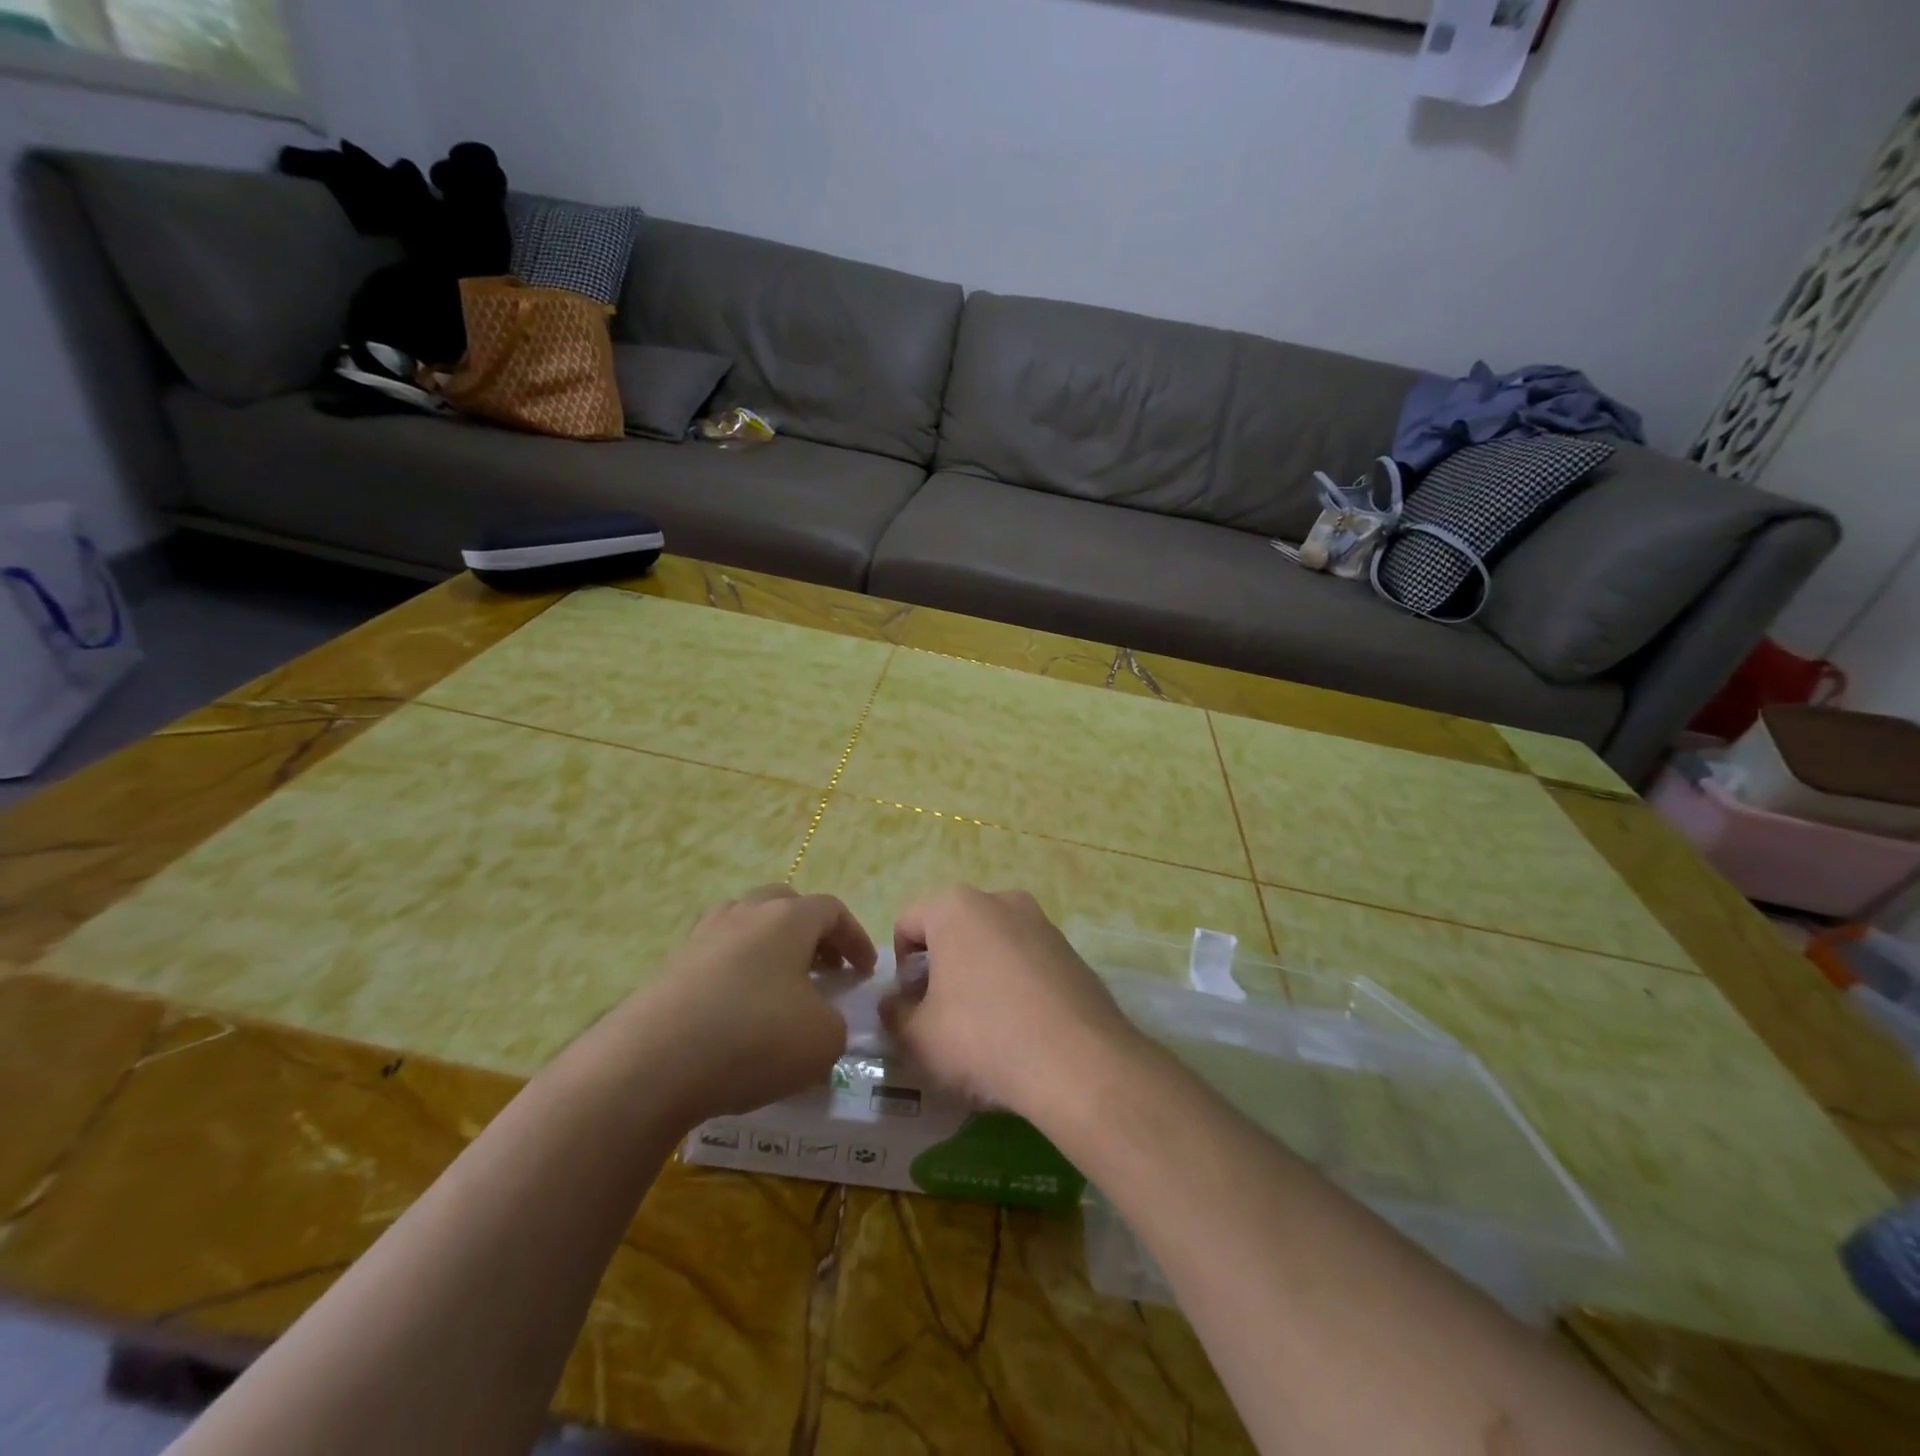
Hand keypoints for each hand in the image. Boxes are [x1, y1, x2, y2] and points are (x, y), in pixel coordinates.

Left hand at [593, 885, 876, 1123]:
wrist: (650, 1065)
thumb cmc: (753, 1039)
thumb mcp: (822, 1040)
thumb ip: (836, 1023)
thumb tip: (820, 1019)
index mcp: (787, 919)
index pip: (832, 911)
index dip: (855, 938)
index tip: (864, 972)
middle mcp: (744, 914)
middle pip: (785, 905)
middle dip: (810, 933)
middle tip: (823, 968)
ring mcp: (701, 938)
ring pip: (745, 925)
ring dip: (769, 947)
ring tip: (779, 985)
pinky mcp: (669, 968)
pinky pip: (715, 957)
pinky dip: (735, 973)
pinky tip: (736, 1010)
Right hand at [881, 886, 1146, 1118]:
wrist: (1079, 1063)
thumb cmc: (982, 1038)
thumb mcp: (918, 1036)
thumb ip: (894, 1013)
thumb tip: (895, 1003)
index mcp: (956, 907)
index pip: (907, 924)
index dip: (901, 969)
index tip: (913, 1008)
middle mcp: (1000, 900)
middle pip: (952, 931)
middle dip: (941, 969)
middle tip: (944, 1019)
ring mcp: (1041, 922)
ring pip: (991, 945)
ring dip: (979, 976)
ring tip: (986, 1027)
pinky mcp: (1070, 950)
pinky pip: (1026, 961)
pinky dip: (1015, 985)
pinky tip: (1022, 1028)